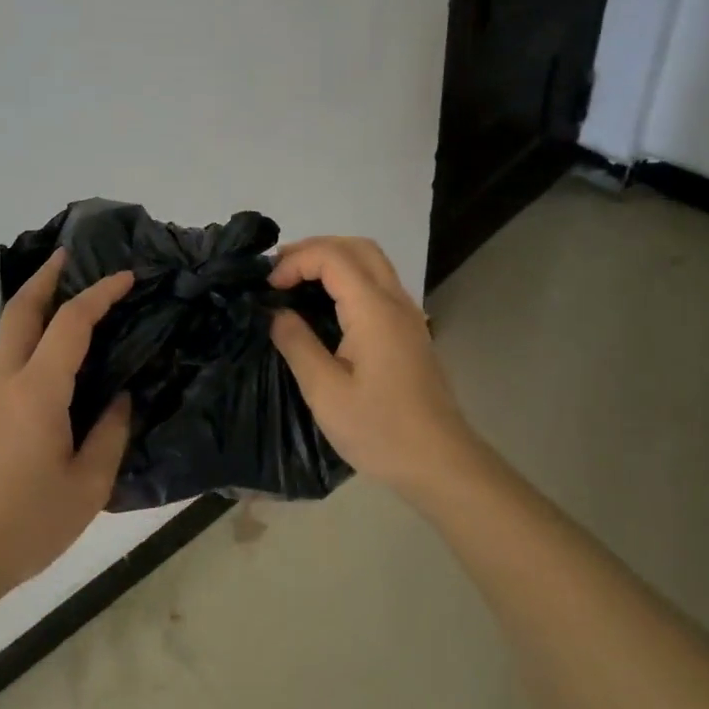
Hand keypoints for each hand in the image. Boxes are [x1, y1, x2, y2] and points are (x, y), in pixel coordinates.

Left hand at [0, 250, 134, 607]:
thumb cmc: (25, 524)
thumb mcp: (88, 486)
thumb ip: (110, 434)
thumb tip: (118, 399)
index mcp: (37, 392)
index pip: (71, 323)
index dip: (100, 293)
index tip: (127, 277)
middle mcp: (4, 381)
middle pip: (20, 310)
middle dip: (46, 276)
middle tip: (71, 256)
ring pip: (8, 332)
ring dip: (34, 304)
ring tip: (67, 299)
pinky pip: (6, 358)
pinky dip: (28, 336)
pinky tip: (50, 356)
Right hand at [267, 236, 480, 502]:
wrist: (439, 462)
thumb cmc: (380, 430)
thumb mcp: (325, 392)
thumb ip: (297, 344)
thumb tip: (277, 313)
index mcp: (374, 310)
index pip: (332, 257)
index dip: (295, 261)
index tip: (268, 289)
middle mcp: (395, 301)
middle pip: (357, 246)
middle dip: (314, 249)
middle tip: (279, 272)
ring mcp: (407, 314)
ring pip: (371, 262)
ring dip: (332, 260)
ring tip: (296, 282)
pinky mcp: (409, 331)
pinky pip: (378, 284)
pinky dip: (347, 278)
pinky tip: (325, 305)